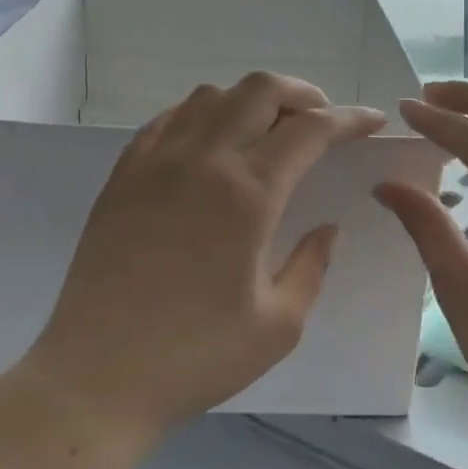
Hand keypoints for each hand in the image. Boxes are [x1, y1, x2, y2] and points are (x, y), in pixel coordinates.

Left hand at [23, 72, 386, 445]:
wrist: (96, 378)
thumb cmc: (195, 357)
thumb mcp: (279, 325)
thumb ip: (312, 265)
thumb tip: (328, 228)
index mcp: (248, 195)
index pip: (310, 130)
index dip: (349, 119)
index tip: (371, 121)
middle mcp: (202, 161)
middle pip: (260, 90)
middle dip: (303, 94)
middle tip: (322, 121)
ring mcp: (155, 162)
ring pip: (211, 96)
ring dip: (250, 101)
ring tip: (267, 132)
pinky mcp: (123, 176)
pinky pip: (168, 119)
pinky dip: (202, 114)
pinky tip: (210, 145)